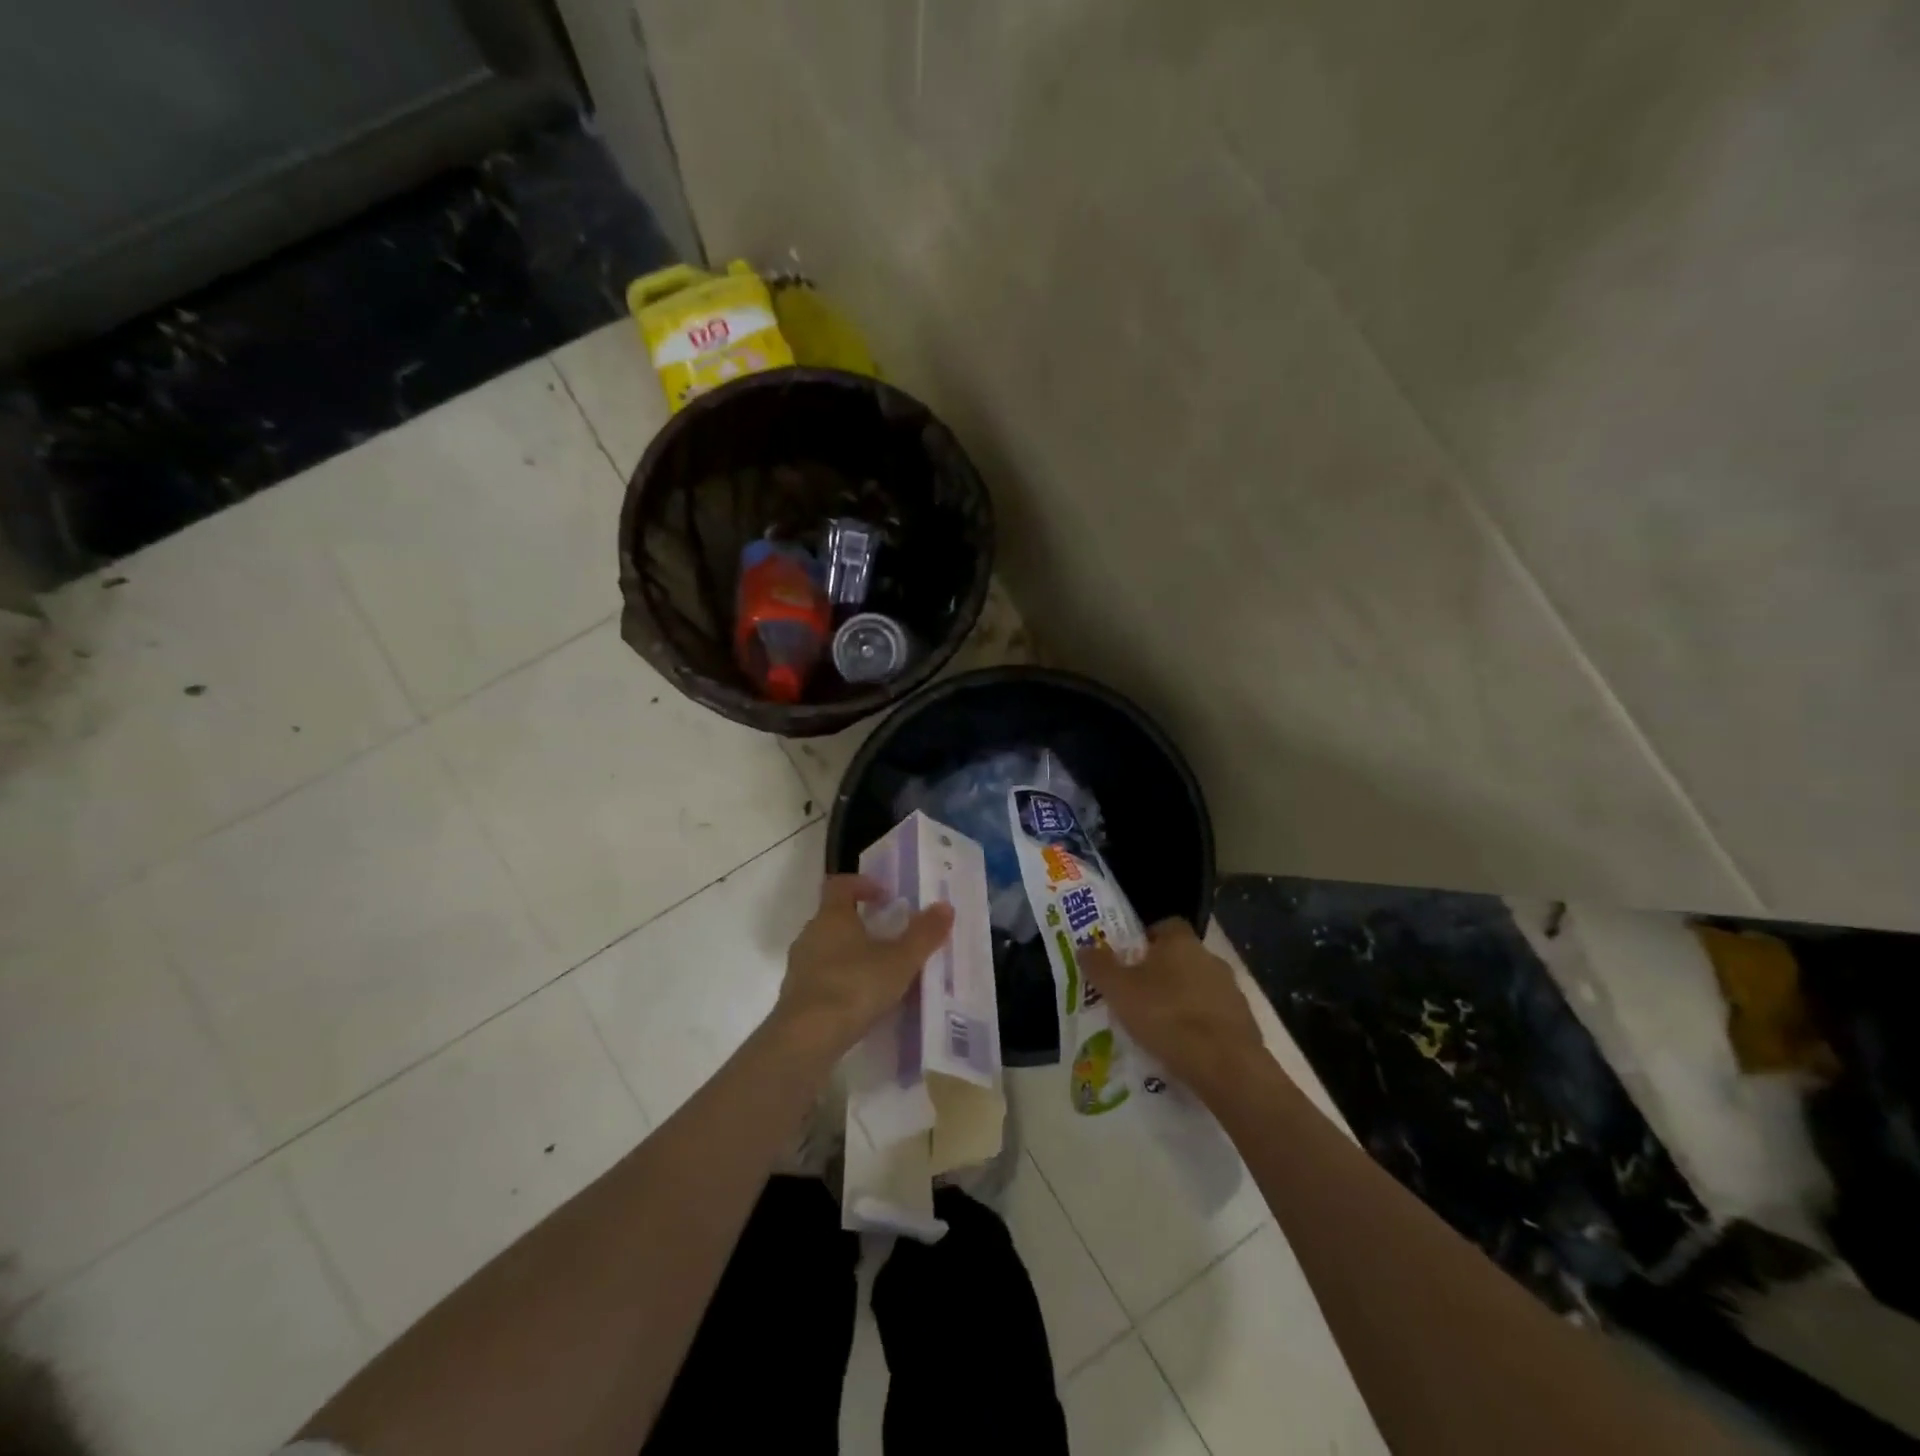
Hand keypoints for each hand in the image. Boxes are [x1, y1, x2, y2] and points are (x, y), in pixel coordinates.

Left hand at [771, 875, 954, 1060]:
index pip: (840, 885)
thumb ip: (923, 934)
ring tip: (881, 972)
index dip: (862, 884)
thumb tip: (945, 906)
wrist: (806, 1039)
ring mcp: (800, 967)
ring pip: (828, 949)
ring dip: (852, 954)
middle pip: (834, 918)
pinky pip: (823, 978)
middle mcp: (811, 935)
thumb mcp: (900, 960)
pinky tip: (863, 1002)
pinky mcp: (796, 997)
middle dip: (862, 923)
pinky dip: (843, 981)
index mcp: (832, 917)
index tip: (885, 896)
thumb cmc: (854, 986)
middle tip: (890, 936)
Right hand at [1081, 920, 1268, 1098]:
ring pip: (1199, 987)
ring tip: (1159, 1026)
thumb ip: (1099, 966)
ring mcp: (1231, 991)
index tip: (1129, 959)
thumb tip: (1085, 947)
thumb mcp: (1119, 990)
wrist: (1224, 1065)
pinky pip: (1214, 1016)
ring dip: (1182, 1000)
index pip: (1165, 925)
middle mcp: (1210, 958)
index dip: (1146, 938)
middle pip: (1182, 957)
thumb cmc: (1166, 1015)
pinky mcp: (1244, 1022)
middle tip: (1138, 995)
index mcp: (1181, 942)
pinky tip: (1183, 1047)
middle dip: (1162, 972)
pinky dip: (1200, 1026)